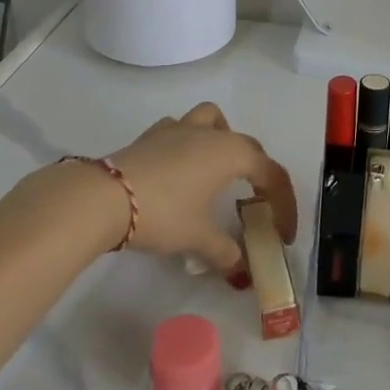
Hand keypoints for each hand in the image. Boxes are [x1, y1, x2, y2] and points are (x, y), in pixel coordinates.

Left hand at [108, 103, 297, 274]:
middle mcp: (209, 133)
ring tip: (218, 171)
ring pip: (212, 120)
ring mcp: (178, 129)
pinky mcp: (151, 135)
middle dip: (258, 172)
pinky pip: (180, 130)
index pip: (271, 173)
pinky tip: (180, 170)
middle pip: (246, 144)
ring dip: (222, 140)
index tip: (283, 235)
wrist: (105, 197)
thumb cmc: (163, 213)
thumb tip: (240, 269)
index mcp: (230, 153)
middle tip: (256, 204)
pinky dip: (189, 145)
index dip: (284, 204)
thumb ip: (225, 252)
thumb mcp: (198, 238)